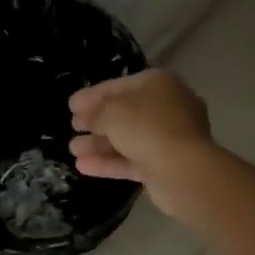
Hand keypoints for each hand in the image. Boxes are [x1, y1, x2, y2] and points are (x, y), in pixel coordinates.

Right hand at [68, 69, 215, 218]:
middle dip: (95, 121)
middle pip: (124, 113)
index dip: (92, 94)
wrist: (183, 170)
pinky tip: (83, 167)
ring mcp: (169, 138)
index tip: (71, 105)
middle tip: (73, 126)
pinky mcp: (165, 165)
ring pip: (128, 139)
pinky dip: (110, 162)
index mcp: (159, 84)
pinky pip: (133, 160)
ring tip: (73, 150)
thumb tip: (92, 119)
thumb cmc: (145, 127)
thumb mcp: (111, 111)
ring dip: (99, 144)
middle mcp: (167, 107)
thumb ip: (96, 113)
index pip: (119, 85)